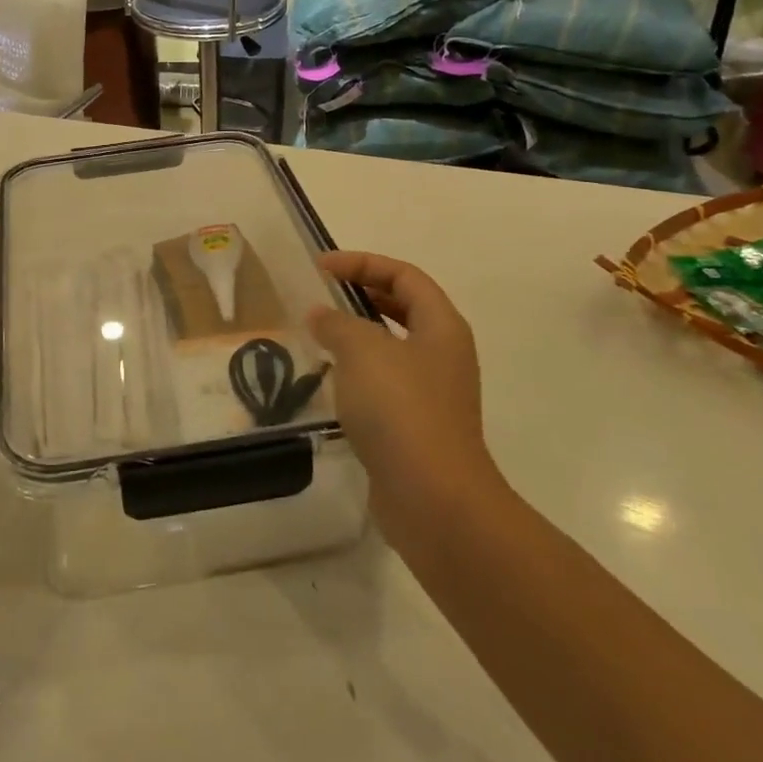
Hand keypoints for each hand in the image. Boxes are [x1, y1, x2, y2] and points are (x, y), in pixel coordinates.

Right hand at [308, 251, 499, 529]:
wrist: (432, 498)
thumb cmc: (401, 410)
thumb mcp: (362, 351)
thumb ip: (337, 323)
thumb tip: (320, 315)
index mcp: (441, 326)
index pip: (404, 276)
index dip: (363, 263)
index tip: (320, 267)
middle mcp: (443, 353)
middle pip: (403, 306)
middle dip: (362, 292)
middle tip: (321, 293)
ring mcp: (432, 392)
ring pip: (392, 346)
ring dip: (357, 333)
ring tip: (319, 333)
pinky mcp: (416, 425)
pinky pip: (385, 382)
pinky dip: (357, 371)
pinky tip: (330, 379)